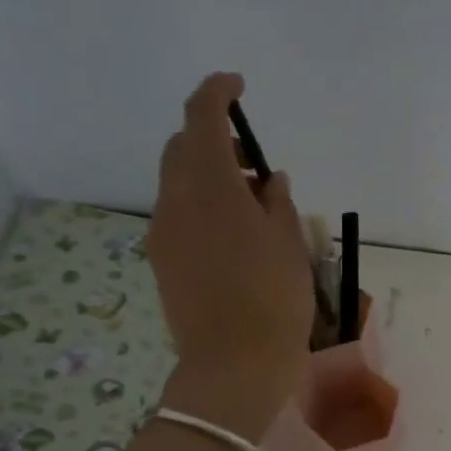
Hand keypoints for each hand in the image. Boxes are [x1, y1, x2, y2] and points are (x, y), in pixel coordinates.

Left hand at [148, 74, 313, 438]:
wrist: (233, 366)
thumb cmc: (274, 300)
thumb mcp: (289, 244)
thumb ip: (276, 202)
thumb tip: (268, 180)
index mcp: (211, 188)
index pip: (202, 118)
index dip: (217, 92)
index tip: (237, 85)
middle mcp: (176, 201)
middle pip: (183, 148)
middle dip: (214, 139)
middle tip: (254, 166)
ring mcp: (163, 232)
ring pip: (179, 183)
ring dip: (210, 177)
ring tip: (252, 206)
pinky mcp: (161, 260)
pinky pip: (178, 215)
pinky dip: (202, 206)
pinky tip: (234, 236)